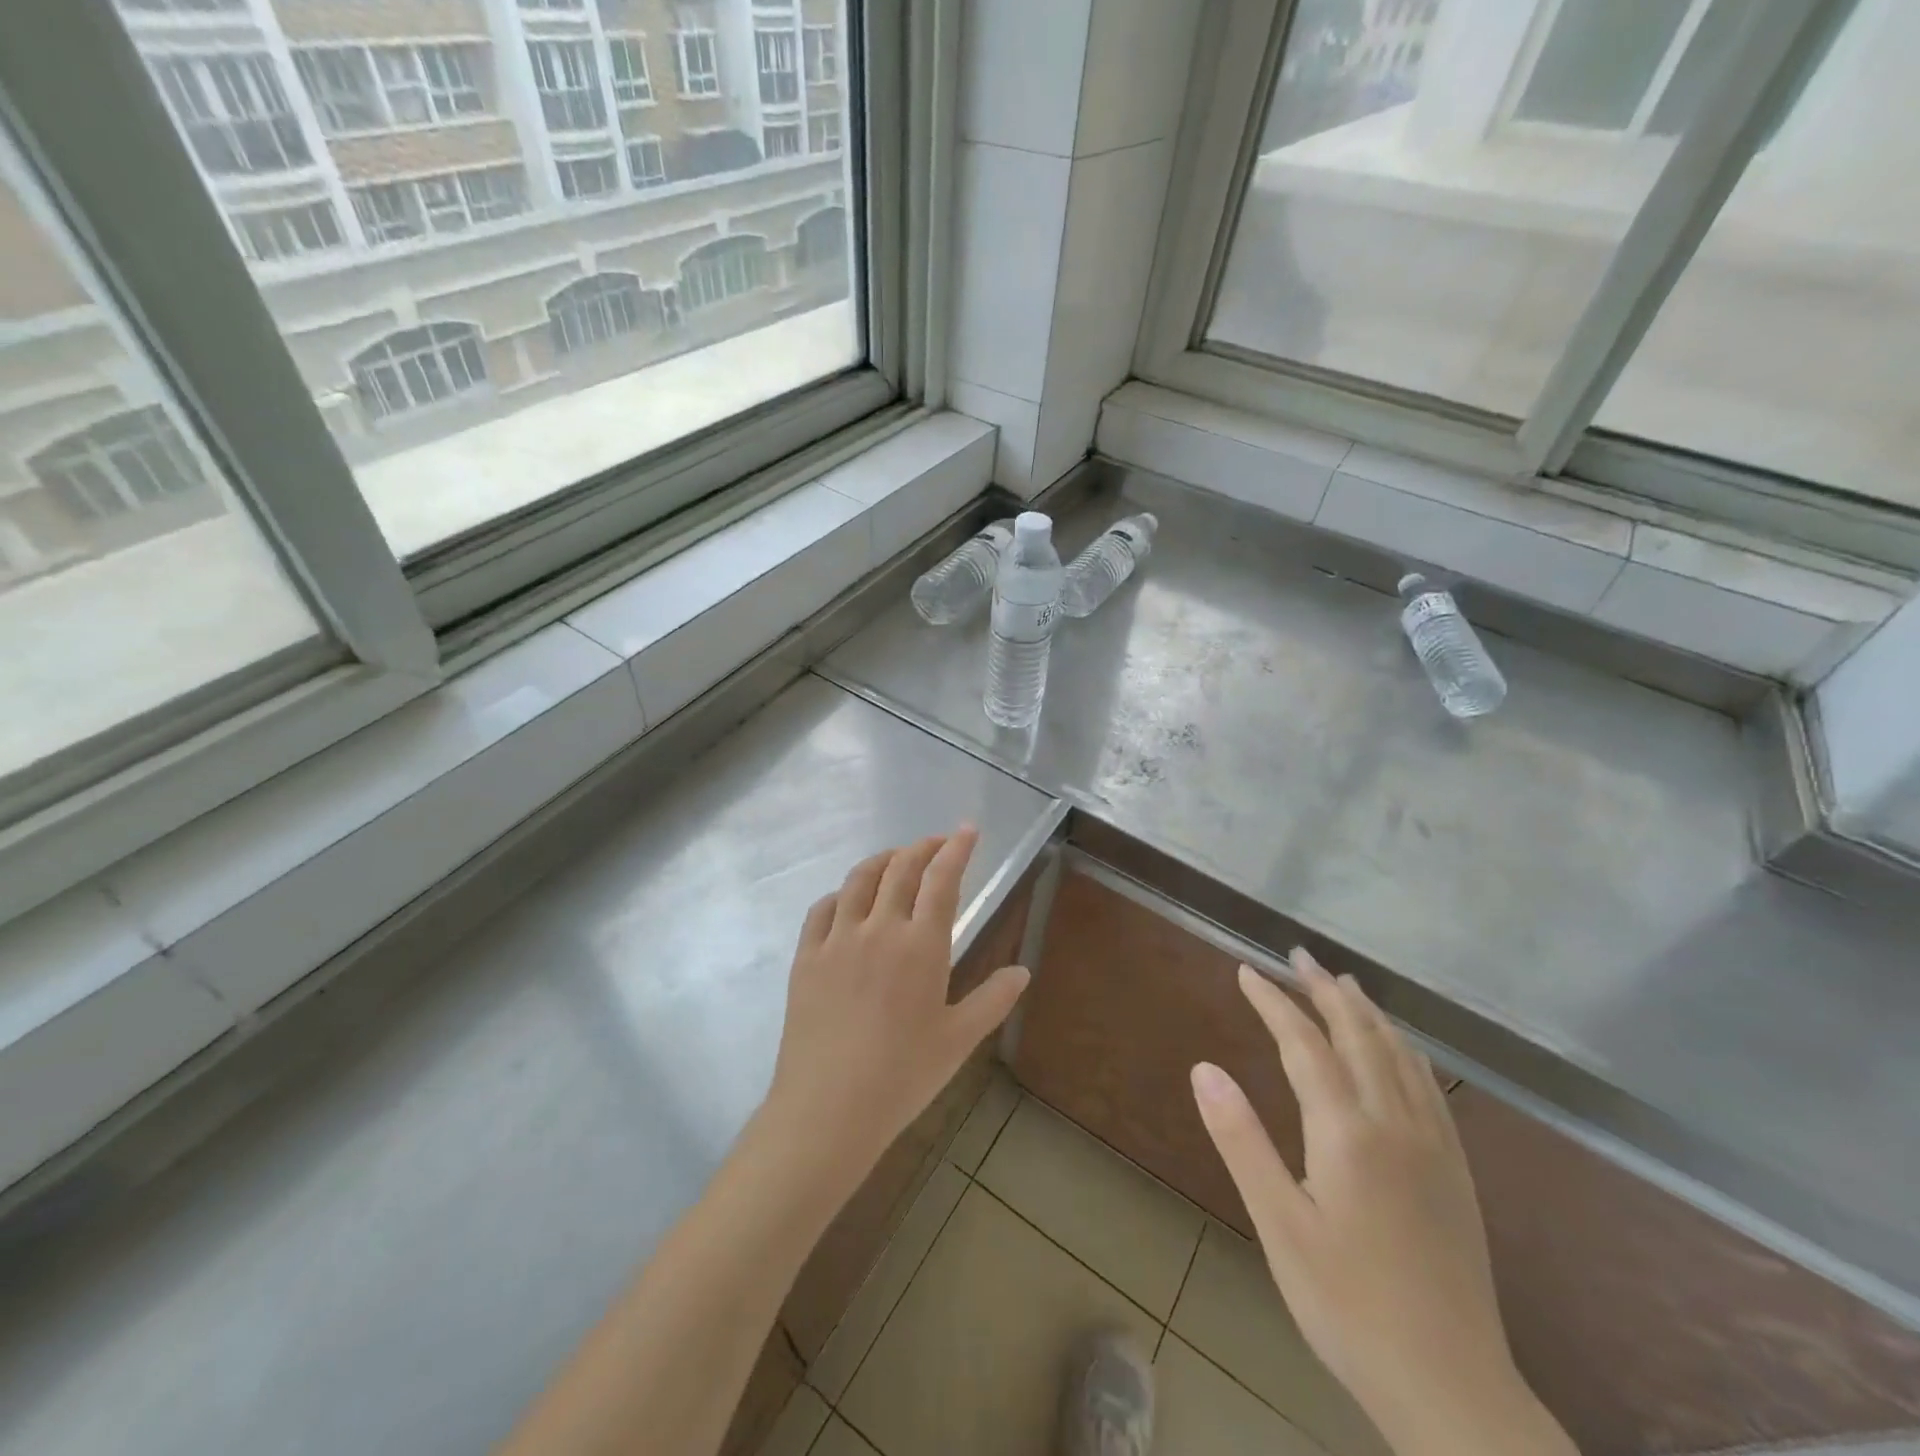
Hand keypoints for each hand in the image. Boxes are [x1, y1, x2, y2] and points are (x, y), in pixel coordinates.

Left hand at [762, 826, 1030, 1200]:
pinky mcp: (806, 956)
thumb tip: (1023, 971)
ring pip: (858, 879)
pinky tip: (847, 901)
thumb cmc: (902, 1075)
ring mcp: (837, 939)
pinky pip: (822, 909)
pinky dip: (840, 894)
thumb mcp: (958, 1040)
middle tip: (937, 842)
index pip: (942, 879)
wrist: (828, 1108)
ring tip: (895, 859)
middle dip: (922, 847)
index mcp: (921, 945)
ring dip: (882, 860)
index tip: (967, 828)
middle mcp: (879, 928)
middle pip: (900, 869)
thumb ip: (993, 1000)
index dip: (956, 848)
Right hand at [1190, 952, 1575, 1455]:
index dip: (1274, 1002)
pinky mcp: (1456, 1171)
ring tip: (1344, 984)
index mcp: (1347, 1132)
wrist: (1451, 1388)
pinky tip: (1401, 1049)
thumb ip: (1241, 1140)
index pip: (1304, 1044)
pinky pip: (1430, 1086)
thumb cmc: (1347, 1304)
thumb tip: (1203, 1068)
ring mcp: (1434, 1145)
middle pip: (1359, 1035)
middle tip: (1298, 955)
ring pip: (1400, 1054)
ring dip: (1367, 1012)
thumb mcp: (1278, 1225)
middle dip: (1325, 990)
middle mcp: (1395, 1123)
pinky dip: (1406, 1049)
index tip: (1247, 971)